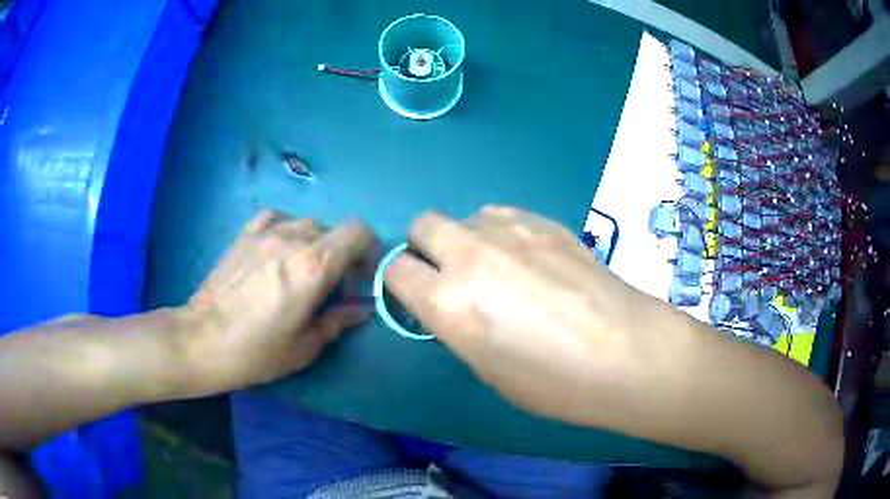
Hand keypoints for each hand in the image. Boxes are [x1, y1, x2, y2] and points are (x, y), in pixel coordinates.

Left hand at [181, 211, 374, 392]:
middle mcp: (292, 239)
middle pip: (333, 230)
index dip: (368, 251)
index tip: (361, 278)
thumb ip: (338, 321)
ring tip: (302, 271)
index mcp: (313, 266)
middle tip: (330, 287)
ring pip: (306, 223)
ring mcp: (264, 232)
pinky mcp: (244, 235)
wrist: (202, 340)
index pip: (357, 232)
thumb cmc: (256, 351)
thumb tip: (362, 309)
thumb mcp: (304, 346)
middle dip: (341, 255)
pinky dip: (286, 230)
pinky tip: (278, 249)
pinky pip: (276, 218)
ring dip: (315, 244)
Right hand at [385, 205, 644, 424]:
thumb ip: (456, 325)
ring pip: (465, 217)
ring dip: (467, 238)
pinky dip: (501, 232)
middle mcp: (470, 256)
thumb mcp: (487, 369)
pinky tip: (528, 257)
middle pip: (422, 225)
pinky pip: (502, 214)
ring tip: (499, 266)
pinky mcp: (544, 221)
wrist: (627, 352)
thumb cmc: (555, 383)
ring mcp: (510, 231)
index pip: (395, 271)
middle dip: (426, 247)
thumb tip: (451, 302)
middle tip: (452, 274)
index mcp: (447, 303)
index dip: (402, 283)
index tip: (417, 295)